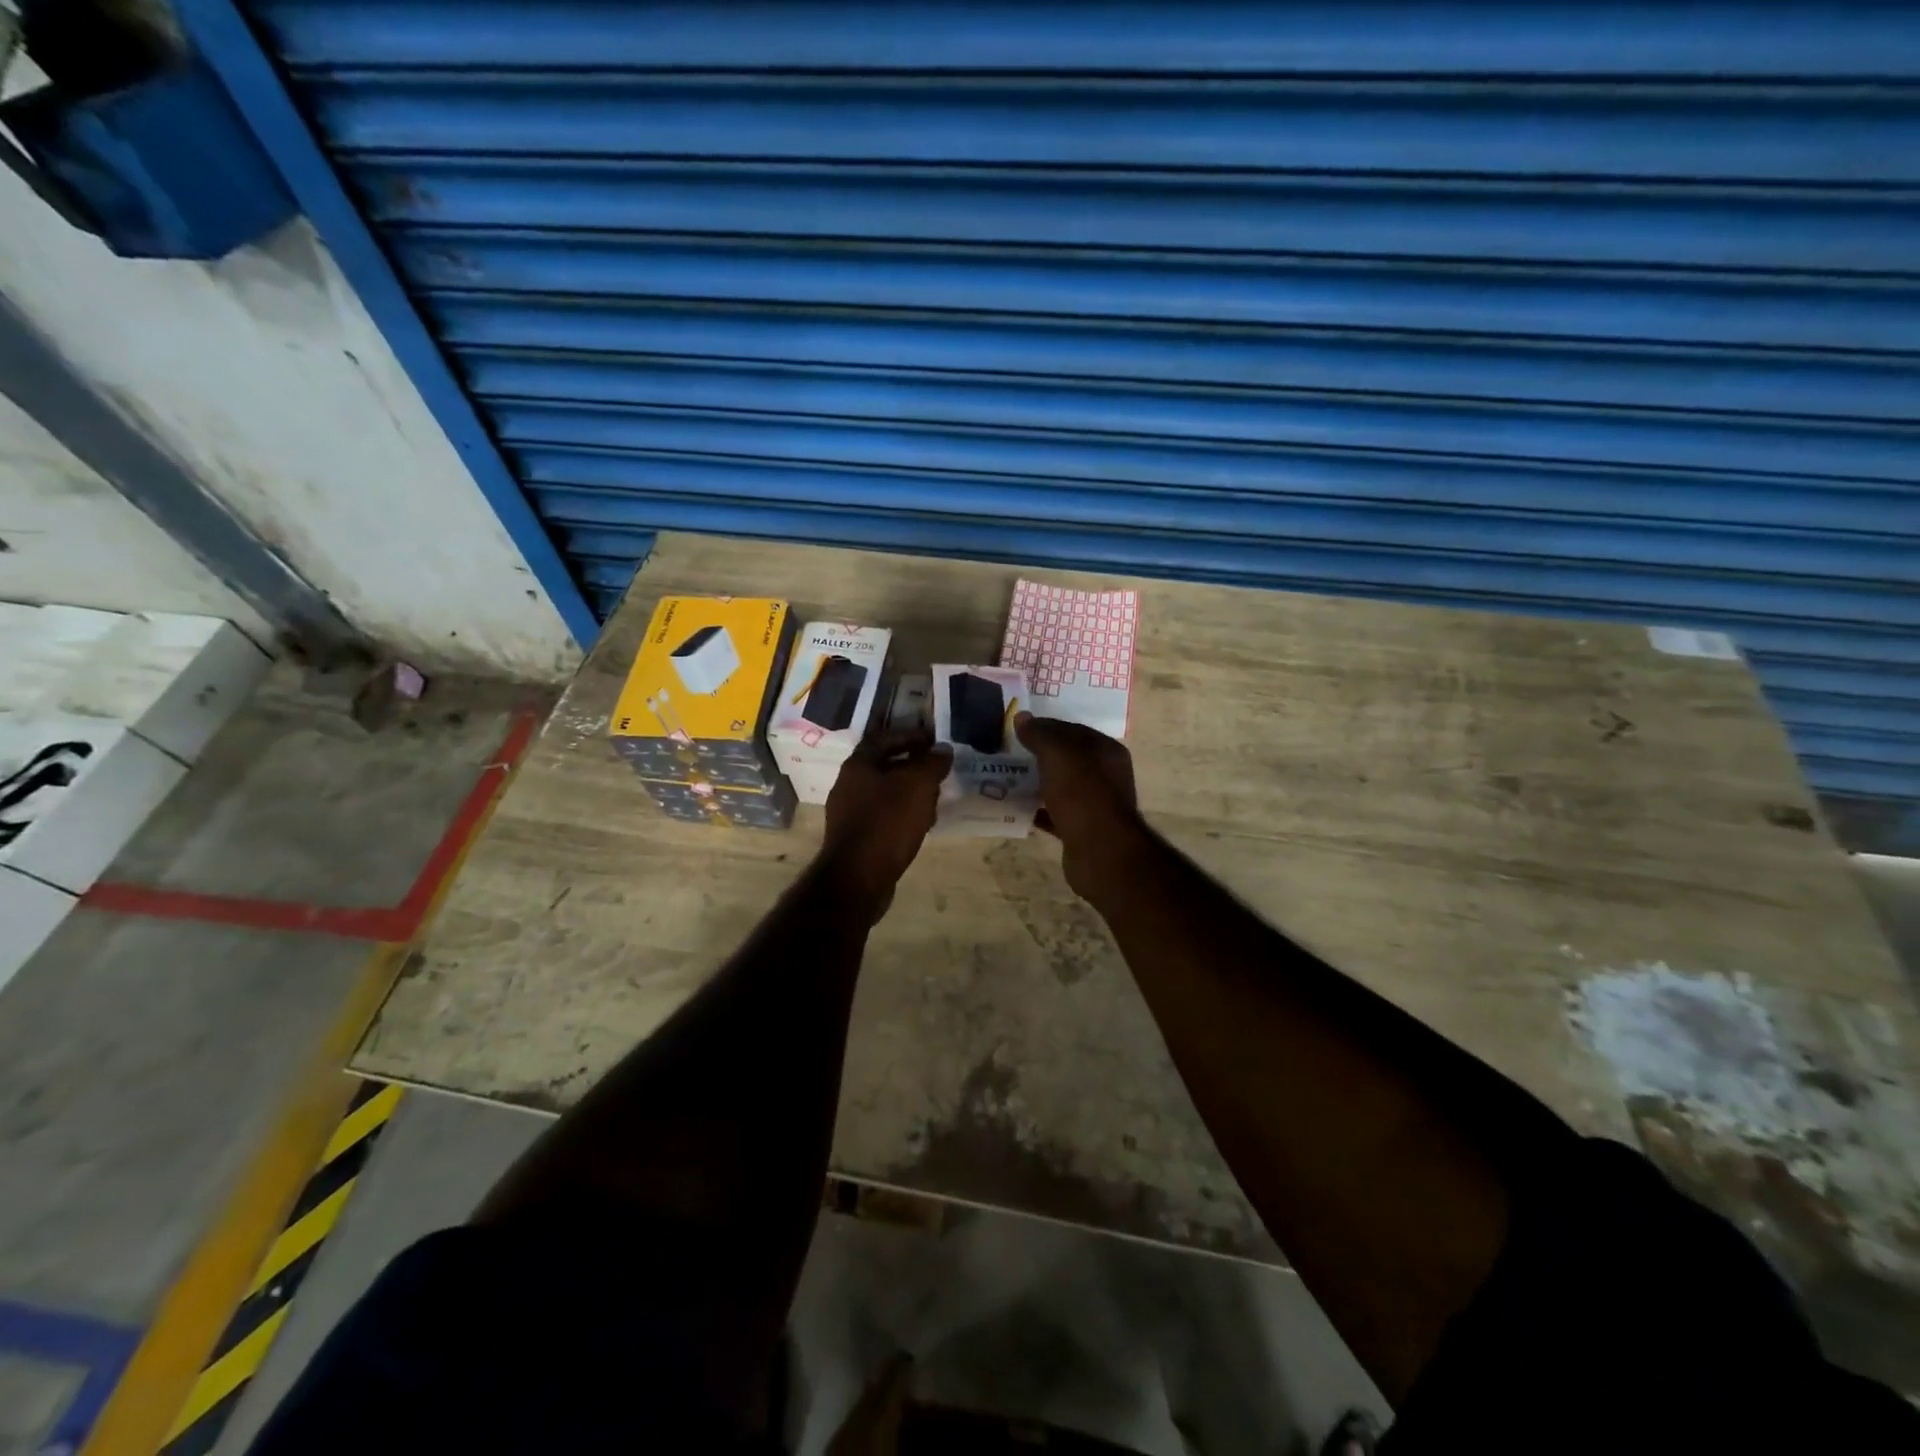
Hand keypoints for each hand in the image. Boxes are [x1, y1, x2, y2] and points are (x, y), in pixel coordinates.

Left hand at [821, 731, 950, 920]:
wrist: (857, 877)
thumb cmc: (887, 822)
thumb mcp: (917, 786)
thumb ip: (932, 763)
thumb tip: (943, 749)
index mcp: (859, 764)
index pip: (885, 738)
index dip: (911, 736)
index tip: (935, 741)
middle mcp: (849, 784)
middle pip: (885, 766)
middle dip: (914, 766)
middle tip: (939, 771)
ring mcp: (849, 813)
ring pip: (886, 793)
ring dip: (910, 792)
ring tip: (934, 799)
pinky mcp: (856, 837)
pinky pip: (884, 816)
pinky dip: (903, 814)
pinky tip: (920, 825)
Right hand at [1013, 713, 1147, 904]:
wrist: (1100, 851)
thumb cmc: (1082, 793)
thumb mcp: (1057, 754)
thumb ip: (1039, 734)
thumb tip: (1022, 717)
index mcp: (1105, 750)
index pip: (1072, 729)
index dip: (1045, 726)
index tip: (1016, 729)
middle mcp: (1105, 774)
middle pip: (1067, 758)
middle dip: (1038, 755)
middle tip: (1007, 753)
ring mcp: (1094, 803)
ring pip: (1060, 786)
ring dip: (1036, 782)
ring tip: (1006, 778)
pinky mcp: (1081, 828)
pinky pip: (1055, 812)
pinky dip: (1037, 809)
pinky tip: (1014, 808)